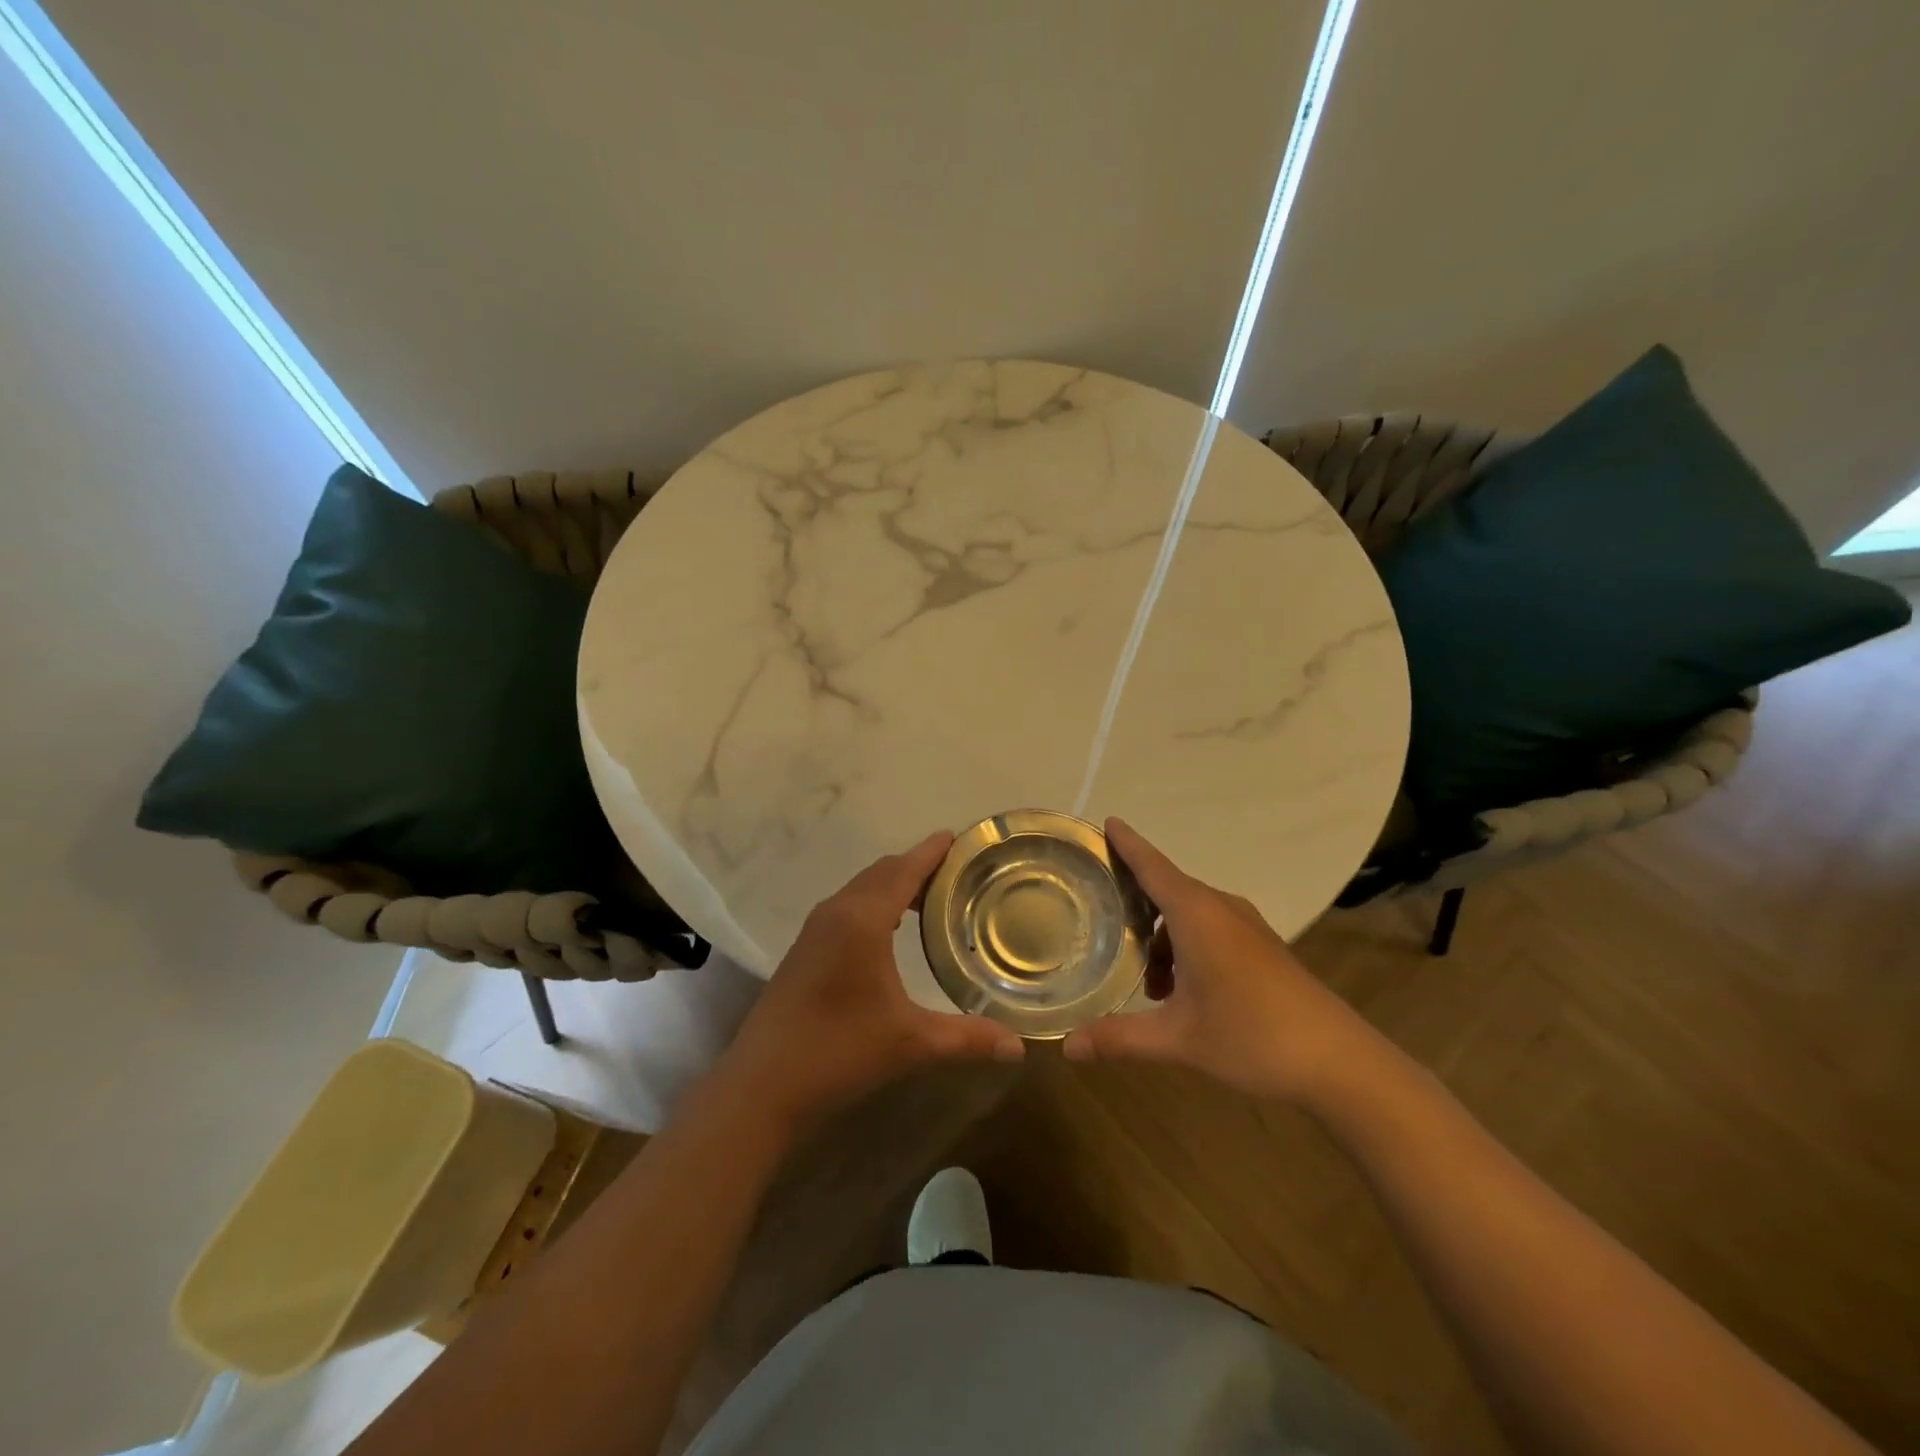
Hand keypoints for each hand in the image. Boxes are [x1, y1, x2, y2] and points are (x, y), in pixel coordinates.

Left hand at [719, 831, 1025, 1130]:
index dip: (932, 851)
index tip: (959, 837)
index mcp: (862, 919)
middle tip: (958, 873)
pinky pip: (847, 906)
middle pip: (882, 872)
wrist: (761, 1086)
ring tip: (932, 899)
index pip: (904, 869)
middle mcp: (836, 912)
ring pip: (862, 888)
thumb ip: (967, 1039)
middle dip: (918, 865)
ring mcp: (815, 929)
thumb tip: (1019, 1048)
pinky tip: (891, 931)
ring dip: (895, 884)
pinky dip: (875, 902)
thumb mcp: (910, 1044)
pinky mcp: (805, 948)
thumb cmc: (838, 1053)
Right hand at [1062, 818, 1380, 1104]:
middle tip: (1099, 913)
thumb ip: (1119, 1038)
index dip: (1127, 844)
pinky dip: (1185, 946)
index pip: (1152, 866)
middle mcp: (1220, 909)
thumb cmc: (1252, 1036)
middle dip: (1134, 899)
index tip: (1106, 820)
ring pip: (1189, 914)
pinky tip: (1182, 992)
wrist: (1340, 1061)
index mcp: (1197, 914)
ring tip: (1147, 984)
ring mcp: (1246, 926)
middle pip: (1167, 888)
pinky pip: (1210, 927)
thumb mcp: (1178, 1039)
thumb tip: (1066, 1047)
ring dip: (1161, 937)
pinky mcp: (1262, 946)